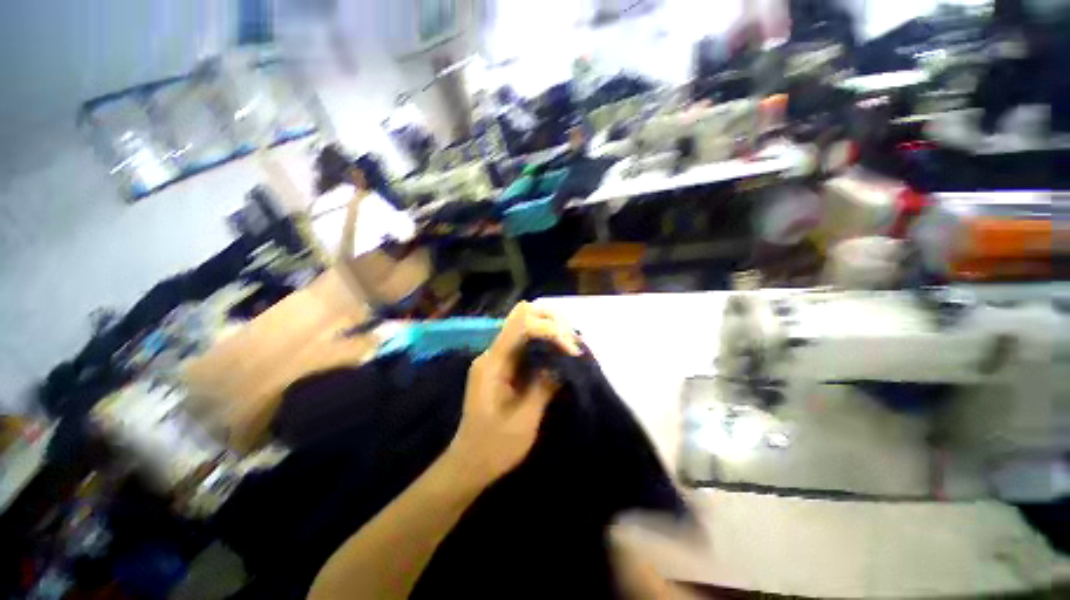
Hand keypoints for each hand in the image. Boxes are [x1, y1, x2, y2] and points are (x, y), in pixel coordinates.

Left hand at [444, 302, 580, 484]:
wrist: (469, 463)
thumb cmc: (494, 447)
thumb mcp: (524, 421)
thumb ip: (544, 386)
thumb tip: (562, 364)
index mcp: (493, 363)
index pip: (522, 325)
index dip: (551, 330)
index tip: (572, 351)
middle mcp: (494, 353)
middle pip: (522, 314)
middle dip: (551, 321)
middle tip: (573, 342)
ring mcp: (498, 357)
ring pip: (525, 324)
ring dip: (550, 328)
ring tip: (571, 346)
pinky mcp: (504, 365)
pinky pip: (526, 341)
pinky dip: (545, 341)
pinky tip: (560, 353)